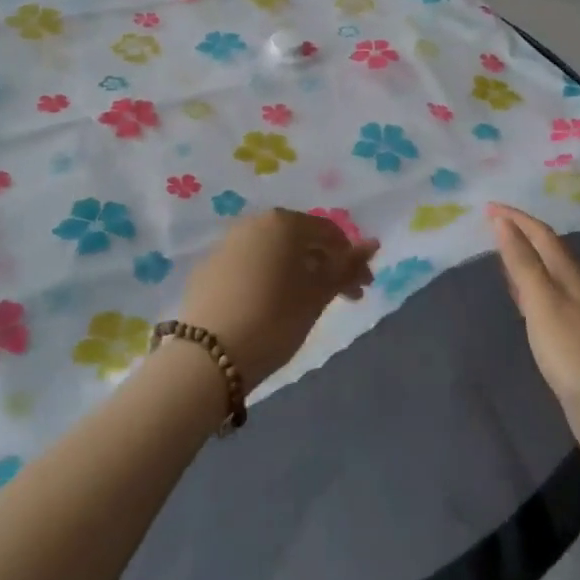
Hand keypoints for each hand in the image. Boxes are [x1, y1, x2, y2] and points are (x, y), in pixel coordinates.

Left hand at [177, 210, 378, 388]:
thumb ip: (346, 266)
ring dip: (297, 272)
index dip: (351, 260)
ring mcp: (226, 244)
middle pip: (300, 239)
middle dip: (325, 265)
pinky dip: (268, 279)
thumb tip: (373, 243)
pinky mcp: (208, 269)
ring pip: (274, 252)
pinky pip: (250, 265)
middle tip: (342, 298)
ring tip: (307, 304)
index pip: (329, 232)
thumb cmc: (274, 319)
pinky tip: (271, 306)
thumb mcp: (317, 295)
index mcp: (283, 222)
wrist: (207, 356)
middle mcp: (253, 223)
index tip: (362, 289)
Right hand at [488, 203, 579, 462]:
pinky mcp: (567, 336)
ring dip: (523, 257)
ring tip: (498, 249)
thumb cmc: (573, 351)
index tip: (487, 206)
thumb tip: (502, 222)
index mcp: (569, 274)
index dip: (516, 218)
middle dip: (520, 232)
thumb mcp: (543, 302)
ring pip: (544, 272)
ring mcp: (573, 312)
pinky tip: (517, 294)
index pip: (541, 234)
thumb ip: (522, 262)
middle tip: (490, 222)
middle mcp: (573, 287)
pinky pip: (542, 297)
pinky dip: (525, 285)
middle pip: (546, 249)